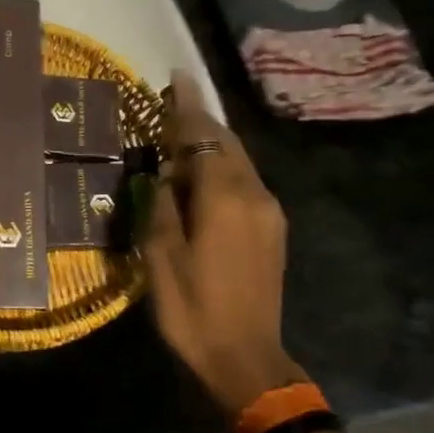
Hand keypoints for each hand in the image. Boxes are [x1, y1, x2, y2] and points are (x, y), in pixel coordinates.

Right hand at [144, 71, 305, 416]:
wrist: (246, 356)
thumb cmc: (193, 310)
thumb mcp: (161, 260)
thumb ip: (162, 208)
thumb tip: (163, 176)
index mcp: (224, 200)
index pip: (204, 138)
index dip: (188, 107)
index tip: (177, 76)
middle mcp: (254, 196)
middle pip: (226, 143)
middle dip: (200, 121)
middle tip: (172, 104)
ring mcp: (269, 212)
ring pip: (239, 161)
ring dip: (211, 144)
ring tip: (181, 137)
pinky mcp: (272, 229)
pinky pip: (245, 181)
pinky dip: (222, 168)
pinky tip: (201, 177)